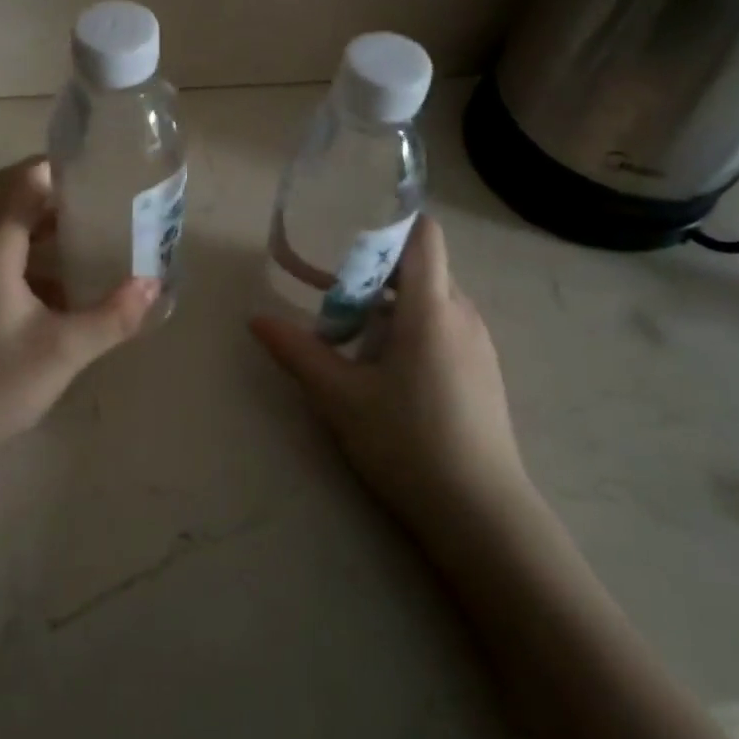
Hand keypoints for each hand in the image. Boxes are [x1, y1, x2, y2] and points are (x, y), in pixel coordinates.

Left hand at [0, 157, 157, 474]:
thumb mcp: (64, 350)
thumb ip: (113, 315)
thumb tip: (154, 284)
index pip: (23, 180)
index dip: (59, 168)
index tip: (100, 172)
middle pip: (7, 194)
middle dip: (52, 189)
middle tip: (99, 198)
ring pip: (1, 224)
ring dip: (40, 219)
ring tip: (89, 231)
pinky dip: (29, 250)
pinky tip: (63, 281)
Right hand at [250, 216, 527, 532]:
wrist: (481, 515)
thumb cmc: (407, 443)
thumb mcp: (340, 398)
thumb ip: (298, 352)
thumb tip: (256, 319)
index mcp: (431, 307)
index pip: (424, 234)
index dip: (390, 223)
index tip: (349, 237)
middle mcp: (462, 314)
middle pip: (419, 268)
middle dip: (373, 275)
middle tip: (331, 300)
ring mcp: (479, 344)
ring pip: (431, 300)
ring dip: (390, 306)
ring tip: (351, 340)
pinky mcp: (483, 371)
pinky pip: (444, 327)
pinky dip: (412, 330)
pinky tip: (386, 373)